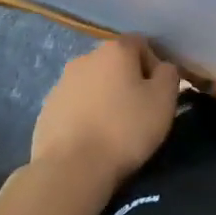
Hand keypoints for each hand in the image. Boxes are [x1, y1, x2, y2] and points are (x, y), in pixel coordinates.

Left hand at [30, 37, 180, 186]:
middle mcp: (86, 57)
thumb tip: (162, 68)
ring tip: (111, 130)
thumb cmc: (124, 129)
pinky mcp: (46, 109)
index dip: (153, 66)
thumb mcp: (164, 101)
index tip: (157, 95)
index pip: (141, 44)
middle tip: (137, 112)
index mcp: (115, 49)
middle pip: (115, 63)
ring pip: (93, 84)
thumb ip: (169, 75)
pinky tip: (90, 140)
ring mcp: (61, 83)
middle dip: (127, 82)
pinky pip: (74, 105)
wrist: (70, 169)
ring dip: (104, 98)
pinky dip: (84, 116)